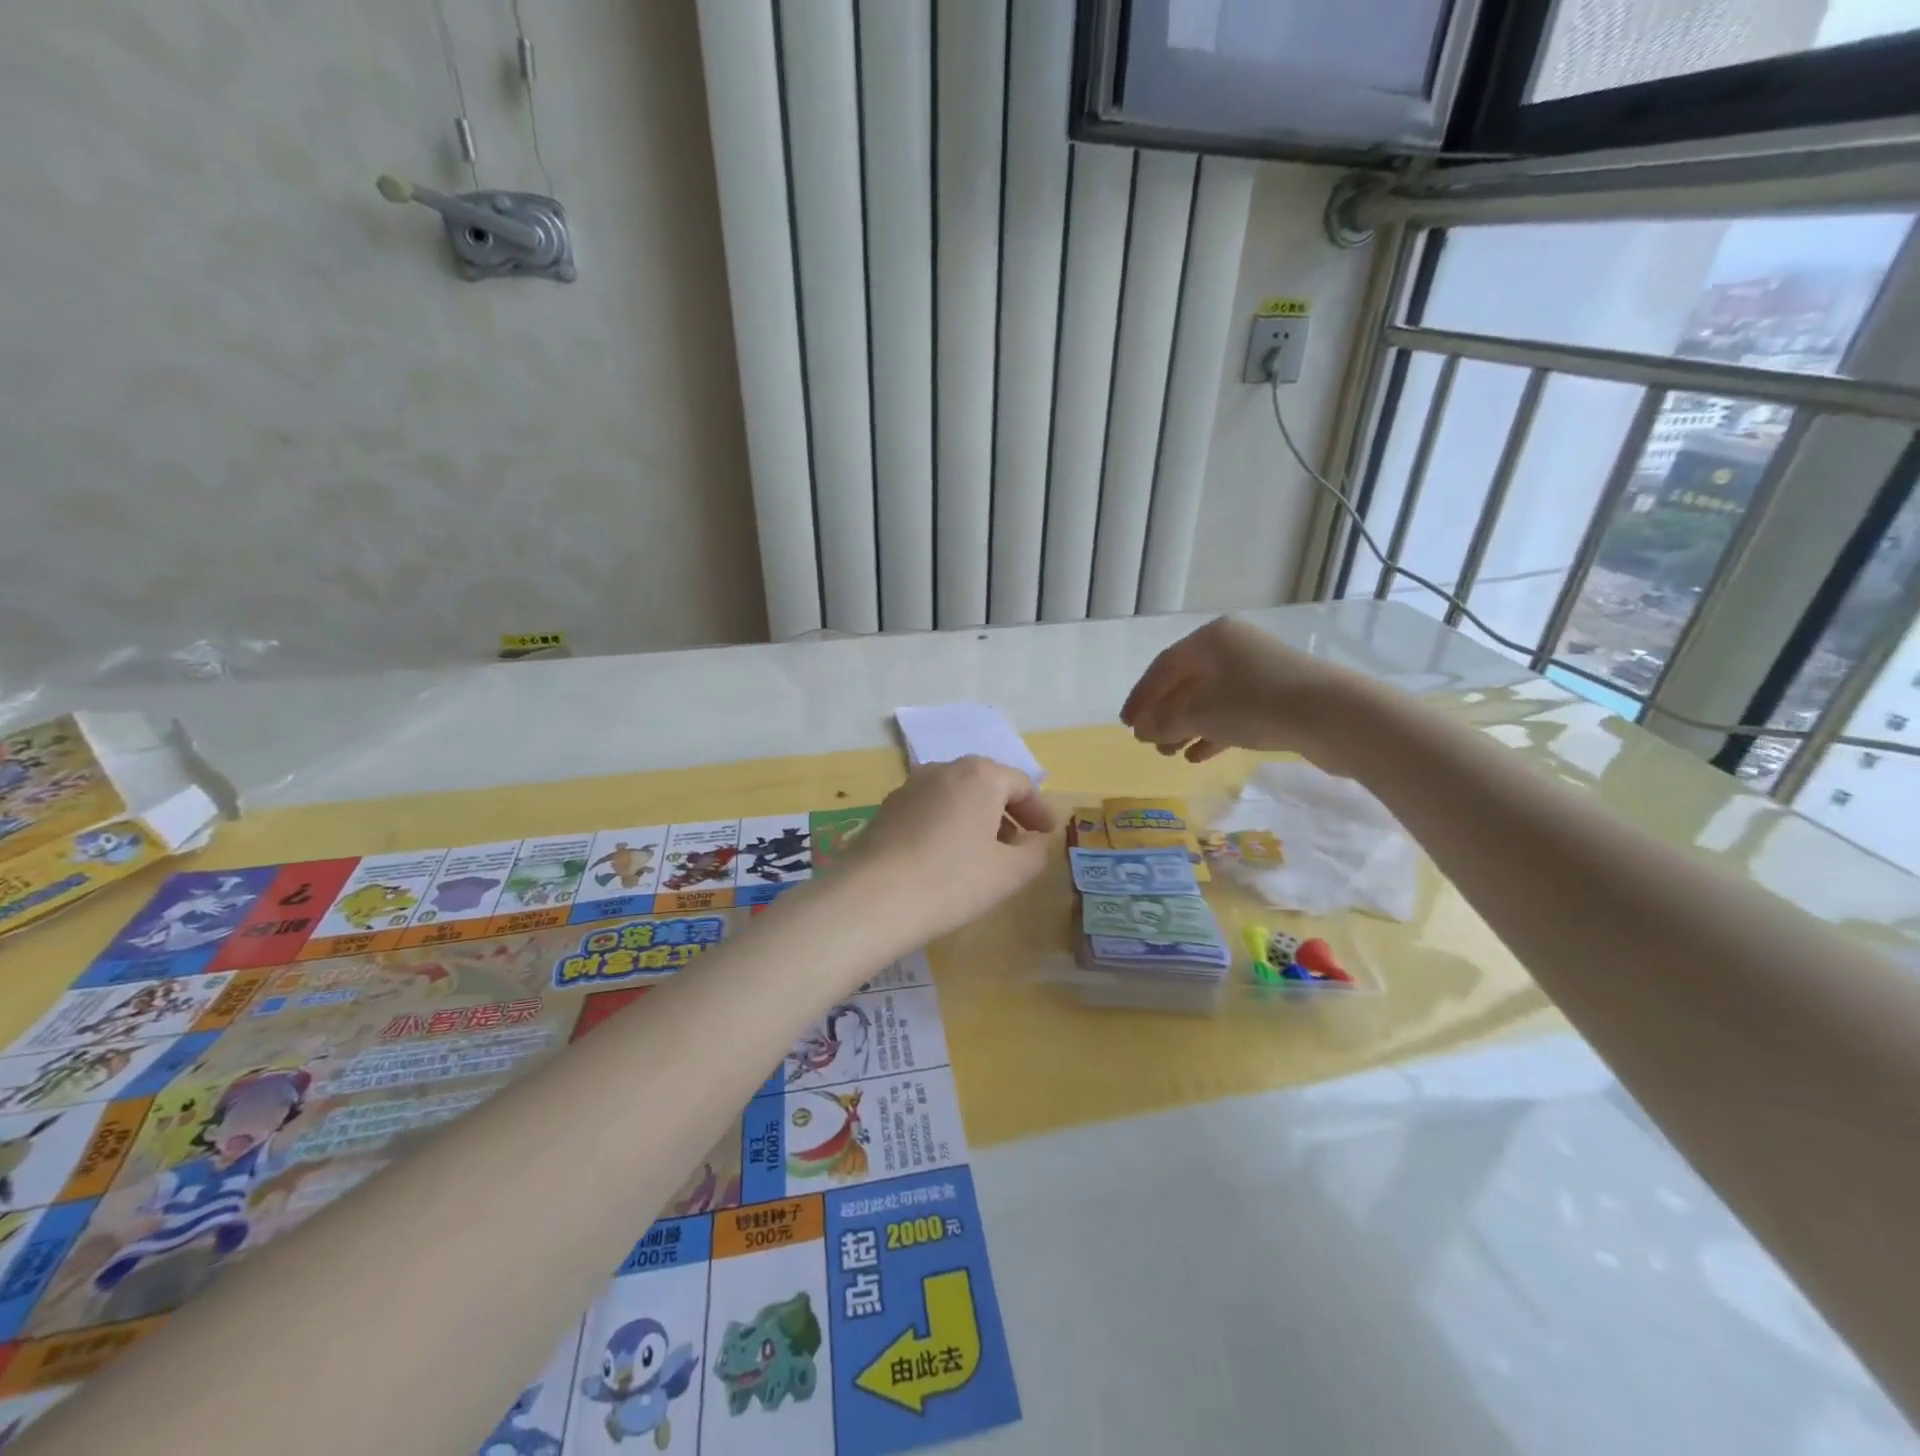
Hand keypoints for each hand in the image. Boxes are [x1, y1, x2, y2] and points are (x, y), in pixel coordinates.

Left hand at [845, 757, 1054, 941]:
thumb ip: (1034, 853)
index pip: (1021, 784)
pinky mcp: (886, 808)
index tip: (1047, 833)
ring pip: (955, 794)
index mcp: (980, 775)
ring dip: (975, 816)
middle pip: (986, 782)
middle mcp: (944, 769)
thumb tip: (1033, 842)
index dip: (1039, 809)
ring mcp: (910, 786)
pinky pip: (929, 808)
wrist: (874, 897)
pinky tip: (945, 855)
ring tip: (982, 851)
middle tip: (1019, 840)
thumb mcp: (1009, 873)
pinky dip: (947, 823)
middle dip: (1007, 809)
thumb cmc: (952, 880)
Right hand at [1120, 616, 1359, 765]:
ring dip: (1186, 727)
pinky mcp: (1278, 696)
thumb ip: (1165, 721)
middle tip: (1146, 741)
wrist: (1333, 716)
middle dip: (1164, 714)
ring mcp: (1258, 671)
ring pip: (1209, 700)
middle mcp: (1234, 648)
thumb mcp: (1200, 714)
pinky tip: (1198, 756)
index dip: (1141, 697)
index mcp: (1211, 639)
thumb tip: (1145, 729)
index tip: (1126, 724)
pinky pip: (1233, 712)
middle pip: (1186, 683)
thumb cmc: (1256, 704)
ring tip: (1168, 754)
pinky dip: (1213, 732)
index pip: (1163, 667)